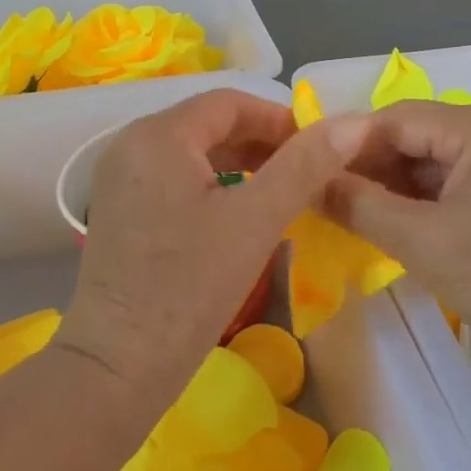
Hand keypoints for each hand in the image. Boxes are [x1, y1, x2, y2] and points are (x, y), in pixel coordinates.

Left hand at [55, 89, 368, 411]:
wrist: (117, 367)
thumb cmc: (189, 288)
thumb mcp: (256, 220)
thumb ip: (305, 166)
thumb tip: (353, 123)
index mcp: (158, 134)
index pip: (229, 102)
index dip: (278, 118)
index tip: (318, 148)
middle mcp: (131, 143)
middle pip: (208, 123)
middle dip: (261, 141)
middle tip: (306, 173)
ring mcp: (120, 177)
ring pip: (192, 151)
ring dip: (239, 162)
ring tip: (281, 190)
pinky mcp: (118, 208)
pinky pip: (174, 176)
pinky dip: (212, 183)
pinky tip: (240, 212)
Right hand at [322, 100, 470, 383]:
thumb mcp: (419, 241)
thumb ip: (356, 204)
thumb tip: (305, 181)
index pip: (396, 119)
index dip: (346, 144)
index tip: (304, 170)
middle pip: (410, 135)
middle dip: (364, 164)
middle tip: (318, 192)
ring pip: (424, 157)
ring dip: (385, 182)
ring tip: (340, 206)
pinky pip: (444, 177)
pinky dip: (411, 196)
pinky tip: (379, 215)